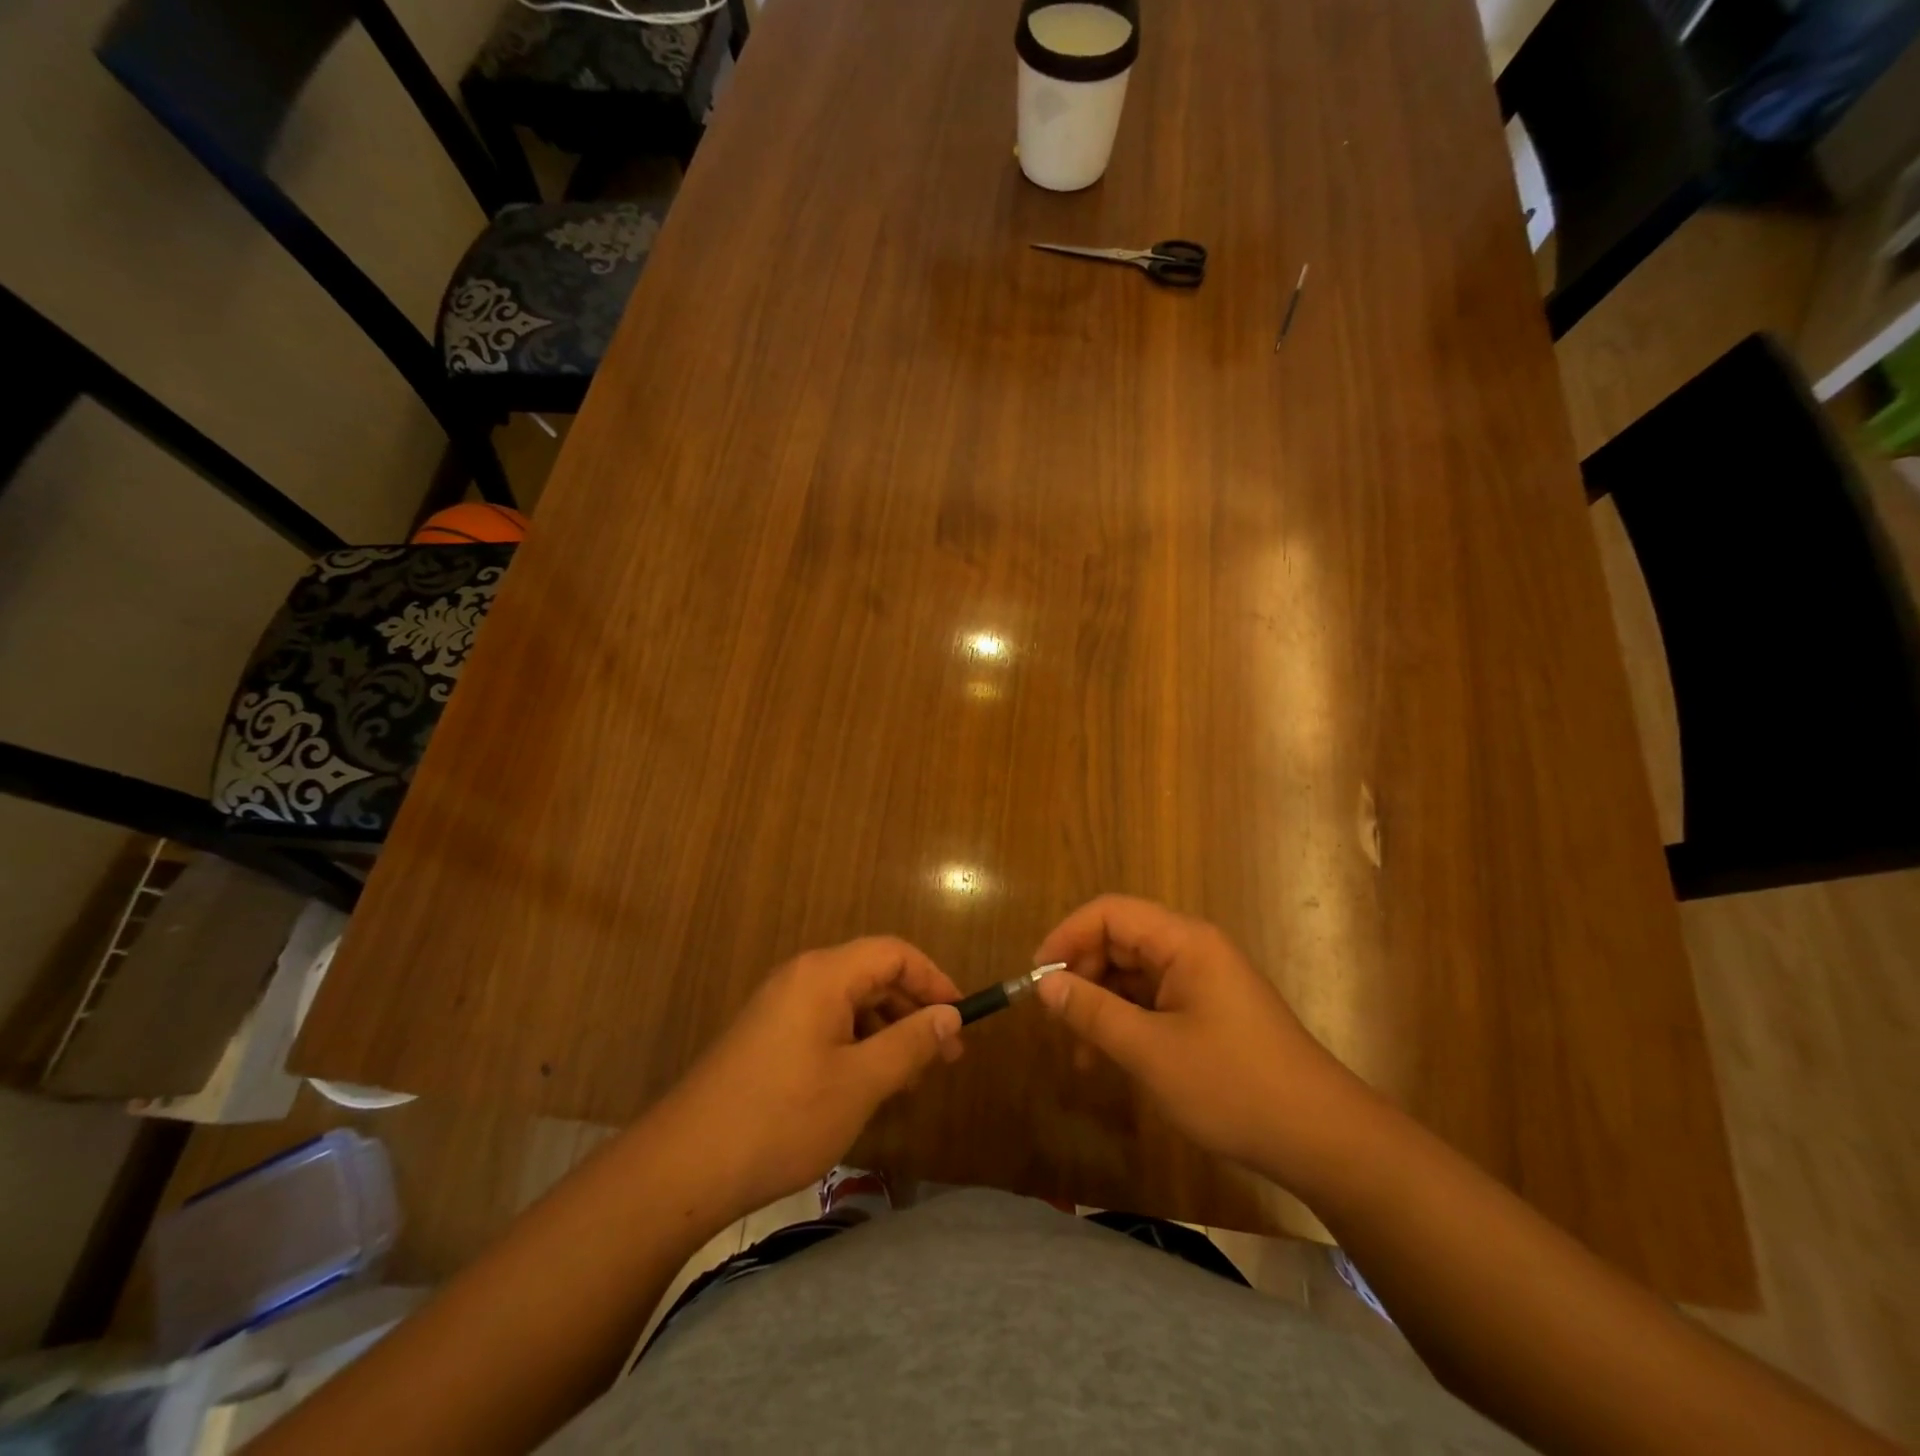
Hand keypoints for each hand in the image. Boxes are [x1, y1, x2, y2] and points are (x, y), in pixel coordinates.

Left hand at [660, 937, 962, 1219]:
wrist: (683, 1167)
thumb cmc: (782, 1118)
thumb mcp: (860, 1083)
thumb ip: (911, 1043)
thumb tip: (952, 1016)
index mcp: (824, 975)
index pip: (894, 954)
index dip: (935, 980)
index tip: (962, 1020)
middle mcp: (802, 978)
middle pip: (873, 976)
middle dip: (914, 1011)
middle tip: (945, 1058)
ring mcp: (780, 1007)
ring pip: (851, 1004)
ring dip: (888, 1033)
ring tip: (910, 1079)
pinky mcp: (768, 1037)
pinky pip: (827, 1025)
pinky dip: (858, 1046)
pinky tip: (869, 1087)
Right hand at [1033, 896, 1365, 1178]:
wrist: (1322, 1138)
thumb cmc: (1234, 1086)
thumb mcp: (1152, 1051)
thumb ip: (1093, 1012)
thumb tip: (1045, 985)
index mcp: (1184, 942)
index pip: (1110, 913)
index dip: (1068, 936)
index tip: (1038, 978)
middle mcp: (1192, 950)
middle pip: (1120, 941)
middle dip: (1082, 975)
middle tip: (1056, 1021)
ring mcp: (1202, 981)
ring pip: (1133, 975)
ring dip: (1101, 1005)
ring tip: (1079, 1054)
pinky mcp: (1209, 1011)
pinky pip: (1153, 1001)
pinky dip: (1126, 1023)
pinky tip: (1109, 1059)